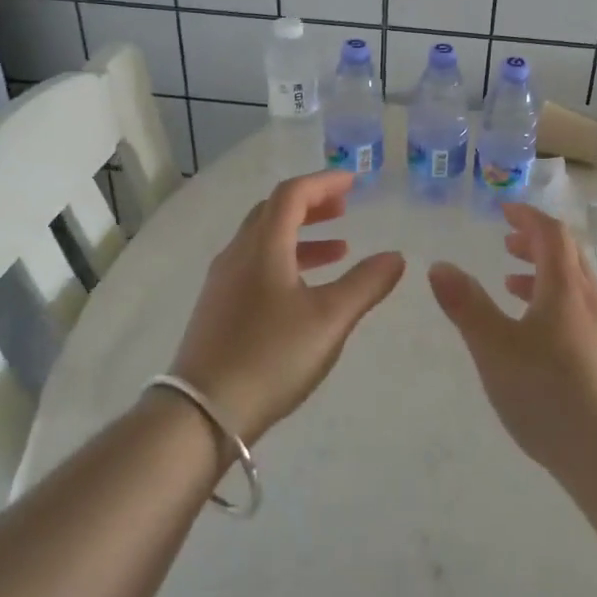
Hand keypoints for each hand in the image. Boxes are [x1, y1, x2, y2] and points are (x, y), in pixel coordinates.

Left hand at [166, 170, 404, 444]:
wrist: (201, 414)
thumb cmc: (271, 357)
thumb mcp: (329, 319)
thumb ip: (366, 284)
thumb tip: (396, 256)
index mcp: (263, 246)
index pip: (292, 194)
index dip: (324, 182)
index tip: (354, 182)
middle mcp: (238, 253)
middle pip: (274, 211)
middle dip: (312, 205)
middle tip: (344, 210)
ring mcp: (223, 282)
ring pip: (264, 240)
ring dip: (301, 235)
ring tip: (339, 251)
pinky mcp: (218, 308)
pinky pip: (255, 264)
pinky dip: (285, 260)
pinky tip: (304, 290)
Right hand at [427, 204, 596, 486]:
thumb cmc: (548, 394)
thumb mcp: (494, 348)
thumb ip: (466, 305)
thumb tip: (440, 265)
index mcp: (566, 287)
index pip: (551, 233)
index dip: (527, 217)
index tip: (504, 211)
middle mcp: (592, 300)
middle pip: (568, 255)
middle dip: (535, 243)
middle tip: (506, 244)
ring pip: (576, 286)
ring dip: (544, 275)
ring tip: (513, 285)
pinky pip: (582, 312)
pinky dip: (556, 303)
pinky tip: (539, 336)